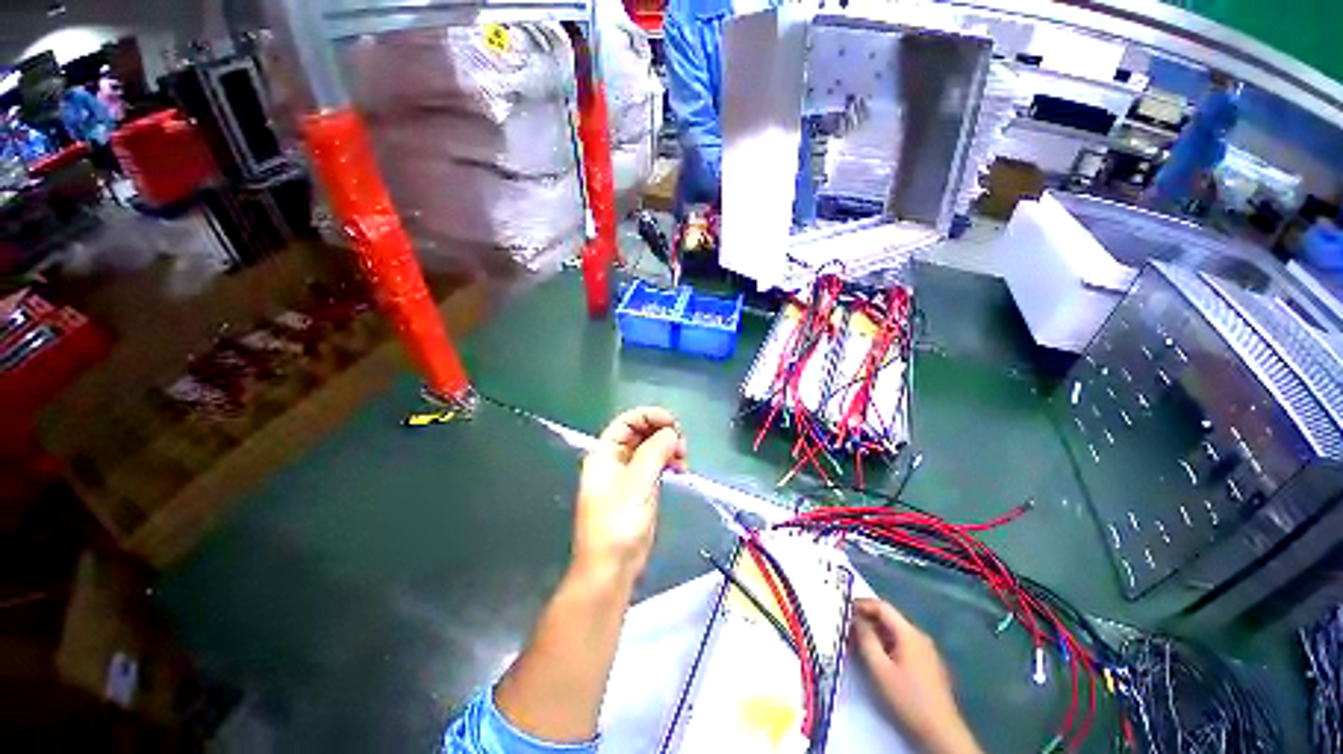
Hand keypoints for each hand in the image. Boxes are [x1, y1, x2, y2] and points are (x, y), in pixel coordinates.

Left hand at [571, 407, 686, 584]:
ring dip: (669, 447)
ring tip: (683, 459)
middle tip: (682, 443)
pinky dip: (669, 462)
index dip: (649, 416)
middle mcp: (616, 460)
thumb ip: (654, 453)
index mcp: (605, 454)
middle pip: (640, 433)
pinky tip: (680, 469)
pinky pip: (657, 465)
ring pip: (651, 448)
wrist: (611, 569)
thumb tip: (672, 432)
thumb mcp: (636, 484)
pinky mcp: (641, 488)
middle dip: (662, 432)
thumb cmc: (617, 524)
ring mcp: (629, 474)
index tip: (673, 422)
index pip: (627, 422)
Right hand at [851, 599, 981, 753]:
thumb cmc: (908, 699)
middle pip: (890, 618)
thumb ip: (865, 639)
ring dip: (876, 632)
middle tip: (847, 627)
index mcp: (909, 633)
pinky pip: (903, 644)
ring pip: (896, 632)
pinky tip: (878, 657)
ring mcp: (927, 651)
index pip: (882, 607)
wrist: (941, 732)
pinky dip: (887, 643)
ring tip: (858, 642)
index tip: (843, 609)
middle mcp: (920, 636)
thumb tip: (856, 619)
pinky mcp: (928, 664)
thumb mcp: (879, 669)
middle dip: (867, 619)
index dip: (862, 604)